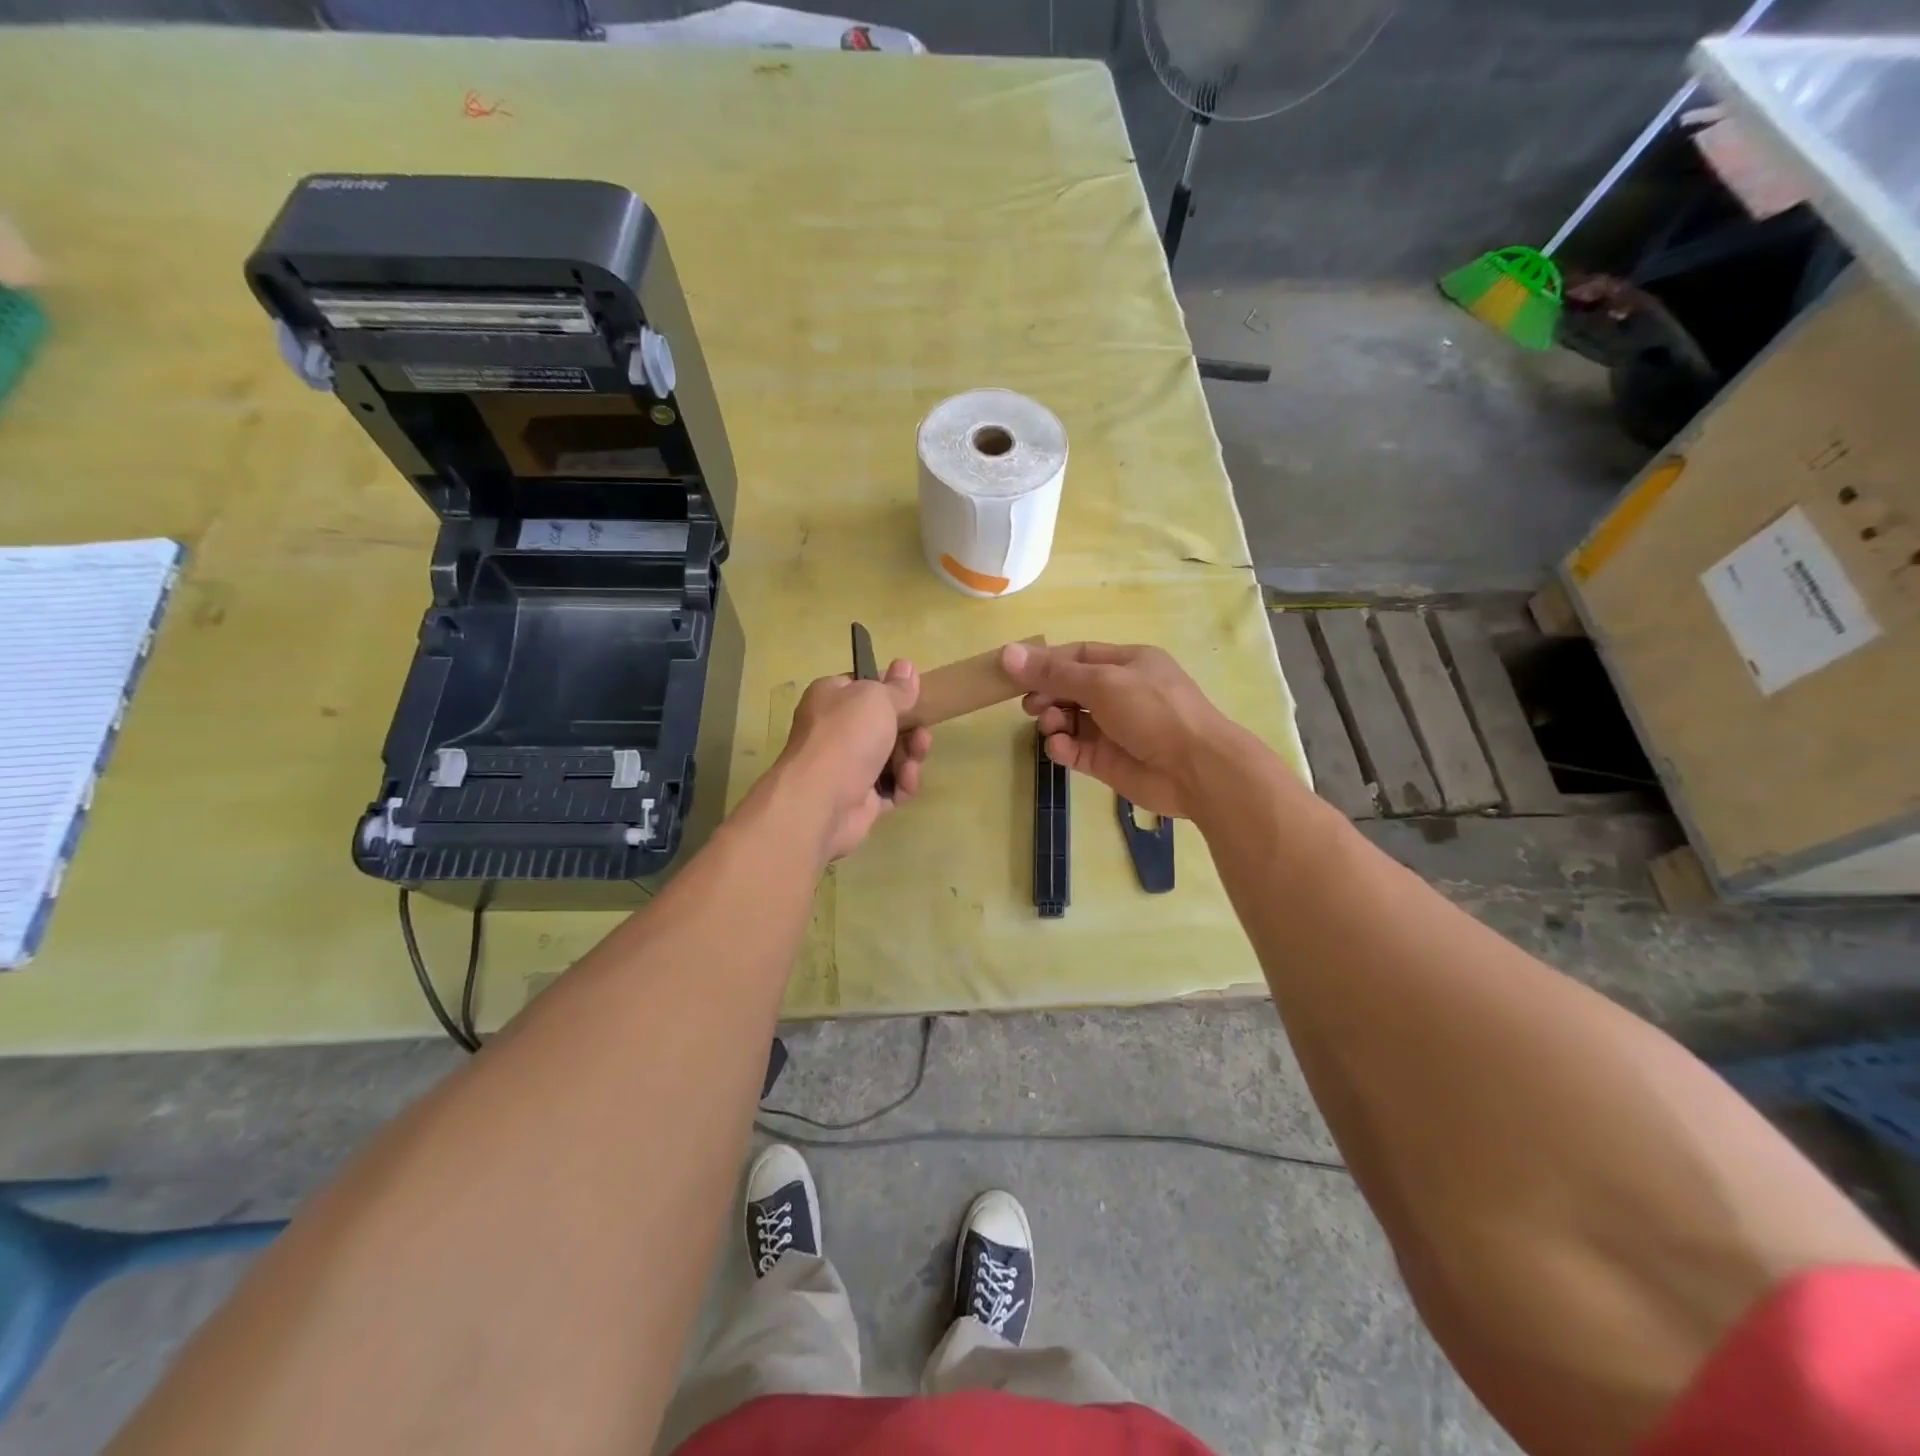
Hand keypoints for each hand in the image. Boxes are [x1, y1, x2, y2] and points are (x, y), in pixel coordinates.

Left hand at [775, 659, 931, 860]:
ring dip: (910, 757)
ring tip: (912, 762)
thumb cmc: (846, 736)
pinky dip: (902, 784)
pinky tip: (905, 783)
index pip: (863, 687)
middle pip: (883, 724)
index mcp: (831, 698)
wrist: (821, 799)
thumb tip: (905, 665)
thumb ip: (896, 687)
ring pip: (892, 756)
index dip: (889, 690)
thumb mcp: (876, 698)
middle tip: (921, 734)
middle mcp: (836, 731)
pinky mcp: (860, 798)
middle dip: (909, 730)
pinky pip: (891, 787)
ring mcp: (847, 767)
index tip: (913, 694)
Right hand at [1001, 640, 1244, 819]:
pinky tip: (1061, 747)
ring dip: (1053, 720)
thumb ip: (1053, 672)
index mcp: (1127, 663)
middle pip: (1070, 688)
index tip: (1013, 671)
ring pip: (1070, 719)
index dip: (1045, 662)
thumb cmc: (1153, 711)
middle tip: (1029, 705)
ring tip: (1051, 725)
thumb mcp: (1102, 681)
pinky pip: (1075, 748)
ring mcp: (1114, 729)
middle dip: (1046, 693)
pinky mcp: (1107, 761)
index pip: (1077, 656)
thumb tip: (1008, 653)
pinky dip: (1063, 746)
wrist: (1196, 769)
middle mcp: (1120, 693)